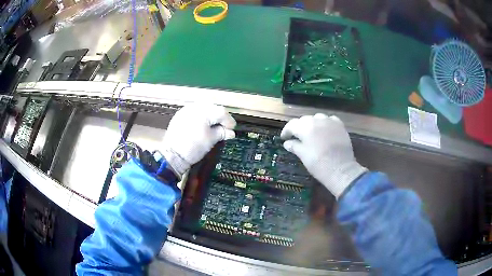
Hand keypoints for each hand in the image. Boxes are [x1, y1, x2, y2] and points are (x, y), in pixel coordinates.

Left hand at [162, 104, 235, 176]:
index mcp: (204, 112)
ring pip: (204, 108)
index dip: (229, 121)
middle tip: (224, 127)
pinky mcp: (180, 115)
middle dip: (220, 117)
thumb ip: (222, 133)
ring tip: (213, 126)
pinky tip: (202, 125)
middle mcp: (195, 107)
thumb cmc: (194, 148)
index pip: (221, 112)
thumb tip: (231, 132)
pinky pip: (194, 111)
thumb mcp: (211, 140)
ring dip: (211, 115)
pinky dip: (201, 116)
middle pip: (213, 107)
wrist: (172, 155)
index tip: (232, 130)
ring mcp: (186, 110)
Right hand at [281, 114, 366, 197]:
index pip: (292, 125)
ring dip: (312, 124)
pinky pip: (330, 120)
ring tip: (311, 133)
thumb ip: (294, 146)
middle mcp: (317, 120)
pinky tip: (325, 130)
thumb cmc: (318, 163)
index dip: (286, 131)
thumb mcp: (303, 155)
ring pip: (317, 118)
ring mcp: (330, 121)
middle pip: (304, 120)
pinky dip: (325, 124)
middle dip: (299, 127)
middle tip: (297, 137)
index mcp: (305, 127)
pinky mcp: (340, 125)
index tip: (284, 138)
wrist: (340, 169)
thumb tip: (287, 143)